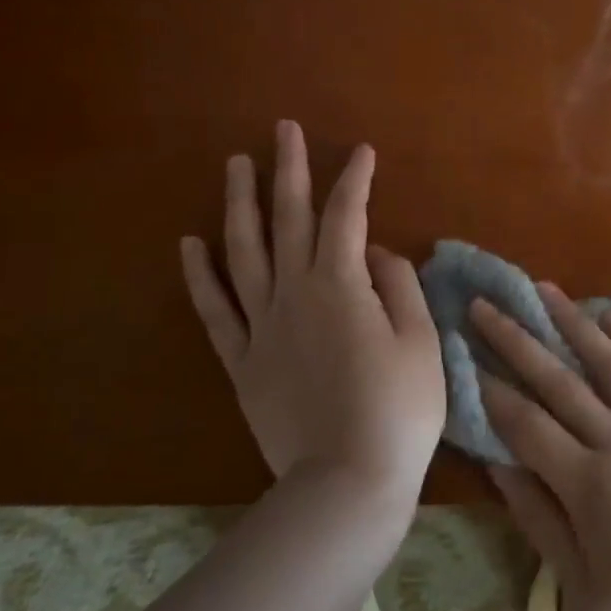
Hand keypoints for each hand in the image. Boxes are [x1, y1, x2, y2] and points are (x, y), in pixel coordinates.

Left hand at [180, 121, 444, 503]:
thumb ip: (399, 286)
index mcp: (343, 284)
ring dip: (240, 204)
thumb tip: (377, 252)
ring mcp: (262, 326)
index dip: (355, 178)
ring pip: (244, 251)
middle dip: (289, 169)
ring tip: (236, 165)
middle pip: (289, 218)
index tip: (362, 151)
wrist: (347, 481)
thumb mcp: (421, 341)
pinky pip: (215, 310)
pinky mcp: (242, 361)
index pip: (347, 214)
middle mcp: (295, 292)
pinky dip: (200, 275)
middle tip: (283, 129)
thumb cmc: (400, 410)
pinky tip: (190, 243)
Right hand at [474, 288, 610, 610]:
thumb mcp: (582, 585)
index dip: (493, 390)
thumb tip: (499, 465)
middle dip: (517, 341)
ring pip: (610, 364)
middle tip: (487, 305)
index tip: (467, 355)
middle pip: (559, 381)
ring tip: (545, 290)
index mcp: (587, 484)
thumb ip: (539, 519)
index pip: (527, 424)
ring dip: (574, 323)